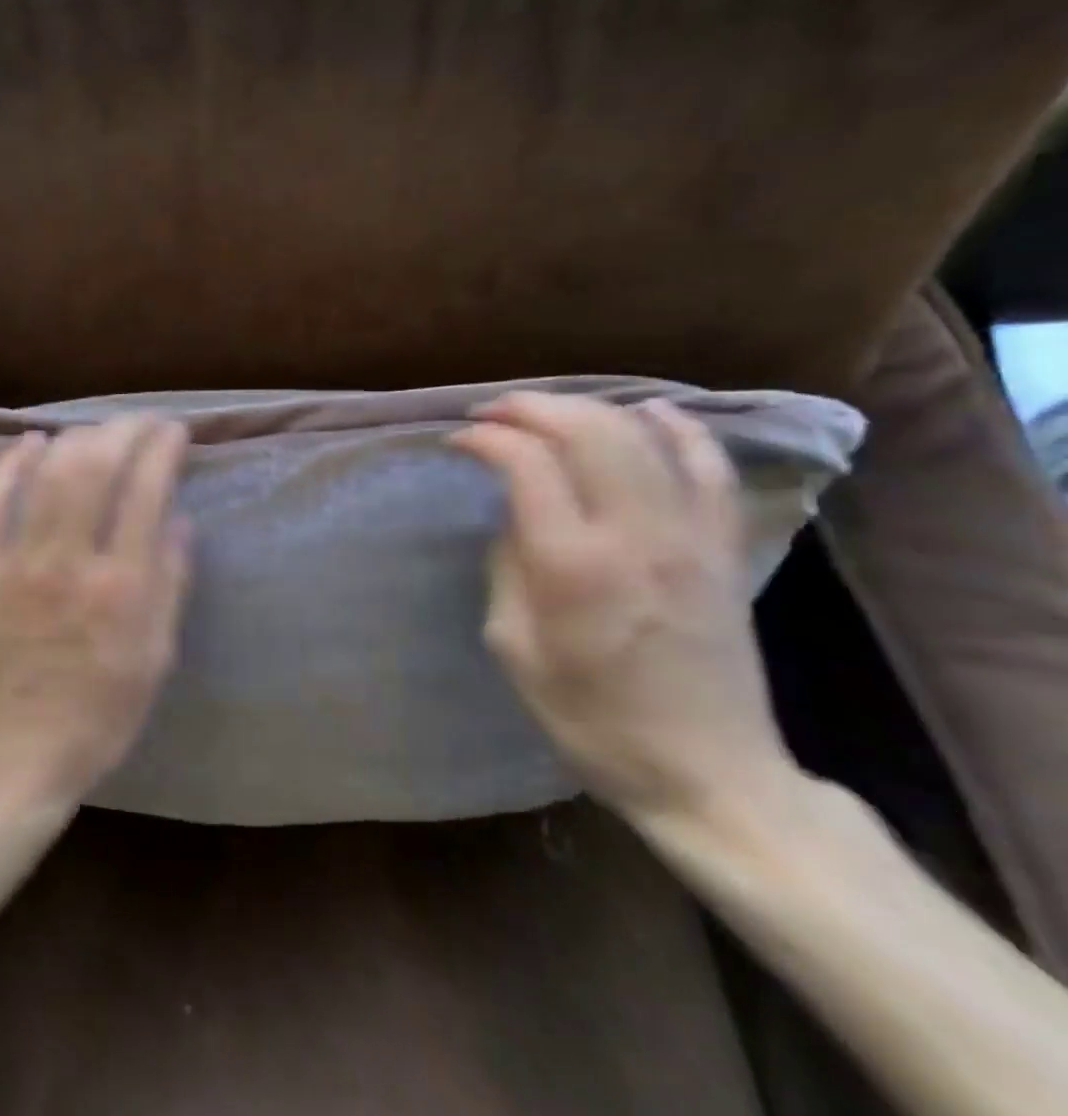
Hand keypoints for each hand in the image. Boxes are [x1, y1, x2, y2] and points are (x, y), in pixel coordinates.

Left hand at [0, 415, 191, 806]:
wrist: (13, 753)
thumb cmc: (99, 714)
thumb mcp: (156, 658)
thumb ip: (170, 583)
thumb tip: (180, 518)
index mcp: (122, 587)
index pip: (146, 492)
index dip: (162, 449)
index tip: (174, 430)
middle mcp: (70, 562)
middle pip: (95, 469)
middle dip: (123, 431)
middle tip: (140, 421)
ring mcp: (18, 562)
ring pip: (48, 475)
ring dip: (77, 438)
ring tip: (97, 428)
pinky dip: (11, 463)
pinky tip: (31, 441)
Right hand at [451, 393, 801, 828]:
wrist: (708, 773)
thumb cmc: (590, 718)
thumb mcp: (513, 646)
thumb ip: (508, 566)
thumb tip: (514, 514)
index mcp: (572, 564)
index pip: (525, 463)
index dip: (484, 438)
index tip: (457, 441)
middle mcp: (635, 534)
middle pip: (585, 430)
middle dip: (529, 407)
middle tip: (491, 412)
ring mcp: (689, 536)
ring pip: (641, 435)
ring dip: (585, 408)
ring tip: (546, 410)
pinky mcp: (723, 547)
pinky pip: (708, 467)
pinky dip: (678, 428)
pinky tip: (649, 411)